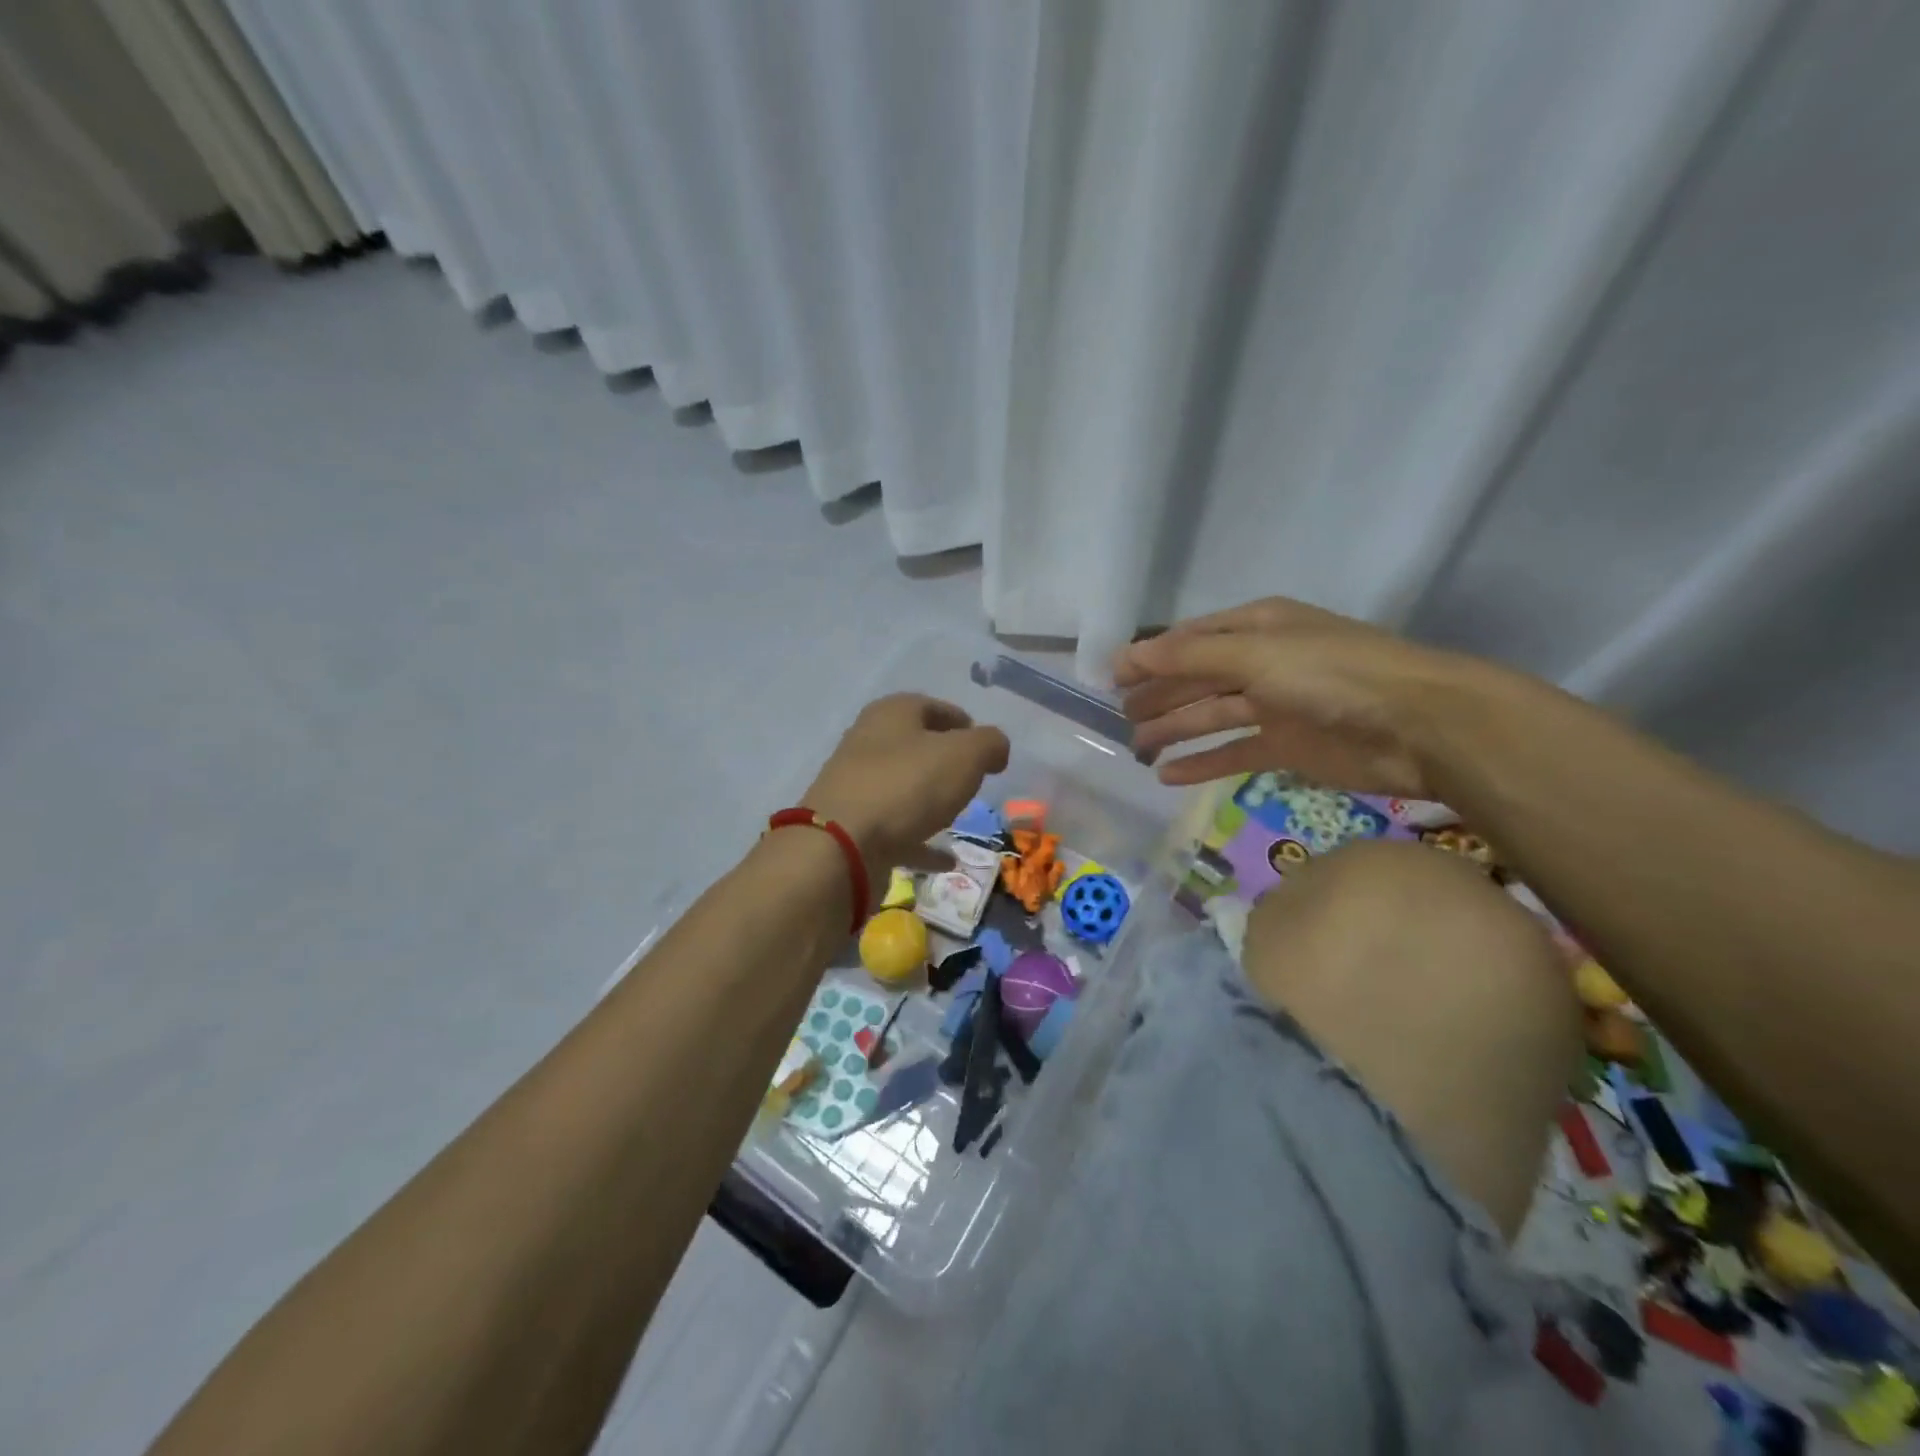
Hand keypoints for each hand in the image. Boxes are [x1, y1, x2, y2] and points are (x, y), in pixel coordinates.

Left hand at [803, 694, 1010, 880]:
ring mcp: (857, 787)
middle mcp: (868, 743)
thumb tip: (995, 748)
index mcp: (891, 714)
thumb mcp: (965, 754)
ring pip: (903, 787)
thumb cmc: (908, 785)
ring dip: (929, 799)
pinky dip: (921, 841)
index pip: (932, 706)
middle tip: (973, 779)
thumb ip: (989, 744)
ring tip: (960, 814)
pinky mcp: (853, 827)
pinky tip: (946, 859)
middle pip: (914, 746)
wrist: (842, 845)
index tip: (985, 747)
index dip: (962, 722)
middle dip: (944, 760)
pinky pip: (896, 831)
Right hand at [1113, 598, 1478, 799]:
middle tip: (1120, 718)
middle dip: (1158, 696)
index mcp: (1256, 628)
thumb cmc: (1333, 675)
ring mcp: (1275, 706)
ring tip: (1137, 747)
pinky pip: (1233, 753)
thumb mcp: (1255, 655)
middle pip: (1196, 680)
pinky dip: (1202, 763)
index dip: (1150, 657)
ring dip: (1174, 730)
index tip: (1111, 679)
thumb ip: (1189, 657)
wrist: (1418, 726)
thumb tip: (1126, 655)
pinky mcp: (1287, 746)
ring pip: (1211, 717)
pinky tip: (1169, 775)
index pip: (1190, 640)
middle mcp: (1262, 662)